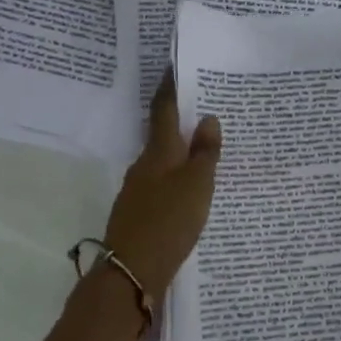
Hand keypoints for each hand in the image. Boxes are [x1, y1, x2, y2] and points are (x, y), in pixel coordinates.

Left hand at [103, 72, 221, 299]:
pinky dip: (177, 180)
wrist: (132, 274)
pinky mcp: (139, 214)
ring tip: (207, 152)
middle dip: (181, 122)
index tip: (175, 66)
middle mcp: (144, 165)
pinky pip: (162, 186)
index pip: (163, 109)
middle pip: (162, 136)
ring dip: (181, 154)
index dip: (170, 87)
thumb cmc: (168, 221)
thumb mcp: (197, 185)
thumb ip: (204, 153)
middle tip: (207, 111)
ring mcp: (138, 191)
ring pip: (163, 163)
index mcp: (158, 152)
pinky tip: (192, 192)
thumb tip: (207, 119)